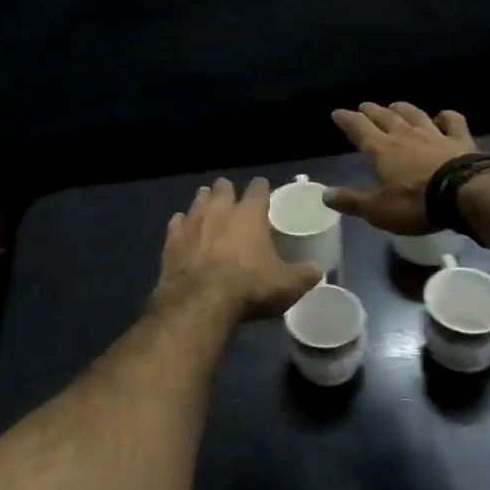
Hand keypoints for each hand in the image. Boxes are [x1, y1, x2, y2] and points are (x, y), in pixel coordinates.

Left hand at [154, 178, 322, 320]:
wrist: (199, 302)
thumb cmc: (249, 287)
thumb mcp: (286, 286)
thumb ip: (304, 275)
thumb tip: (318, 272)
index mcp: (250, 214)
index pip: (258, 188)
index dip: (262, 188)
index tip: (263, 191)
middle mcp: (220, 209)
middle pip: (223, 186)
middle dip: (228, 191)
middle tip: (233, 203)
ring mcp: (192, 221)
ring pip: (198, 199)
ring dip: (204, 203)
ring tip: (209, 213)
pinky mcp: (172, 239)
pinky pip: (177, 222)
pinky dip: (182, 225)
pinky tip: (184, 233)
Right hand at [326, 102, 477, 233]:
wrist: (465, 194)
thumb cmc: (416, 203)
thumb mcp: (378, 210)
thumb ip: (352, 201)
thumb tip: (325, 195)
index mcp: (381, 149)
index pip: (358, 128)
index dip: (346, 119)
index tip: (337, 113)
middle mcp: (405, 135)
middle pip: (384, 117)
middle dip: (371, 111)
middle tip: (364, 106)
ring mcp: (434, 134)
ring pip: (414, 114)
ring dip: (402, 108)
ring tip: (395, 105)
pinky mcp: (460, 140)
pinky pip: (452, 121)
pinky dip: (446, 117)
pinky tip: (443, 117)